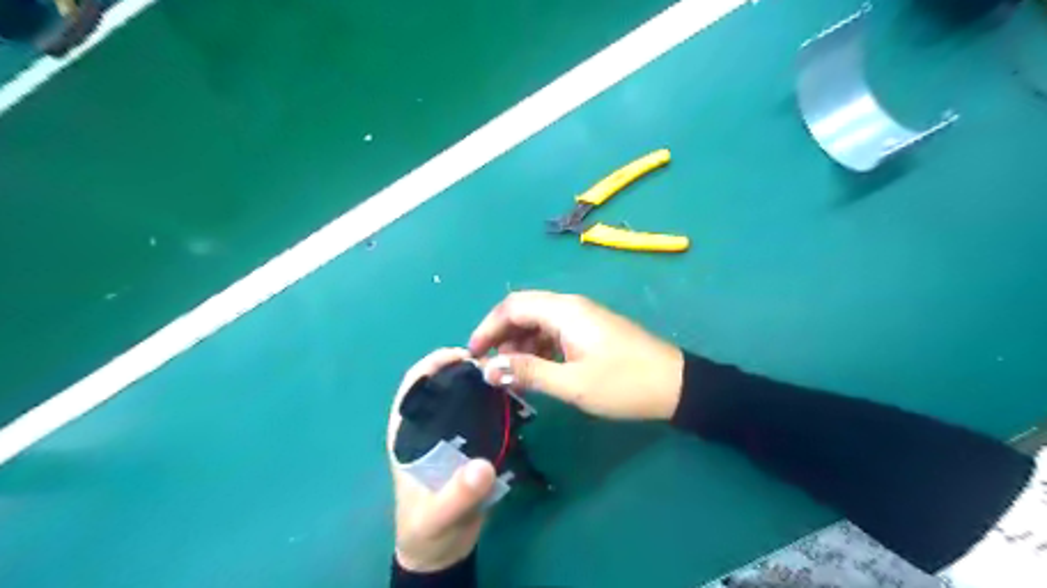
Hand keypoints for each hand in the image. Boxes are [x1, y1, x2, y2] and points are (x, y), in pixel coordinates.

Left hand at [389, 347, 497, 571]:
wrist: (443, 550)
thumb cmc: (429, 530)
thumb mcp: (440, 516)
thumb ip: (458, 495)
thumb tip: (483, 465)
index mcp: (407, 435)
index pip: (413, 387)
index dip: (433, 365)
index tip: (462, 357)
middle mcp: (427, 428)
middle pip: (441, 385)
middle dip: (463, 369)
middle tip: (493, 364)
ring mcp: (448, 434)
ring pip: (462, 397)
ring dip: (480, 383)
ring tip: (505, 376)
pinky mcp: (468, 444)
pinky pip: (480, 414)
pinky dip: (492, 403)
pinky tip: (511, 400)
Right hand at [468, 292, 683, 420]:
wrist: (676, 385)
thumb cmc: (623, 384)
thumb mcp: (572, 383)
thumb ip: (528, 372)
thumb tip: (488, 370)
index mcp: (564, 311)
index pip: (512, 306)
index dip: (487, 327)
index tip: (472, 354)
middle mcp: (570, 307)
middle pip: (523, 310)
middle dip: (501, 335)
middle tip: (490, 367)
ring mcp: (582, 318)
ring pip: (538, 322)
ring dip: (519, 343)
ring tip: (511, 374)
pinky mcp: (590, 330)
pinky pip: (554, 332)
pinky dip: (538, 348)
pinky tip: (535, 370)